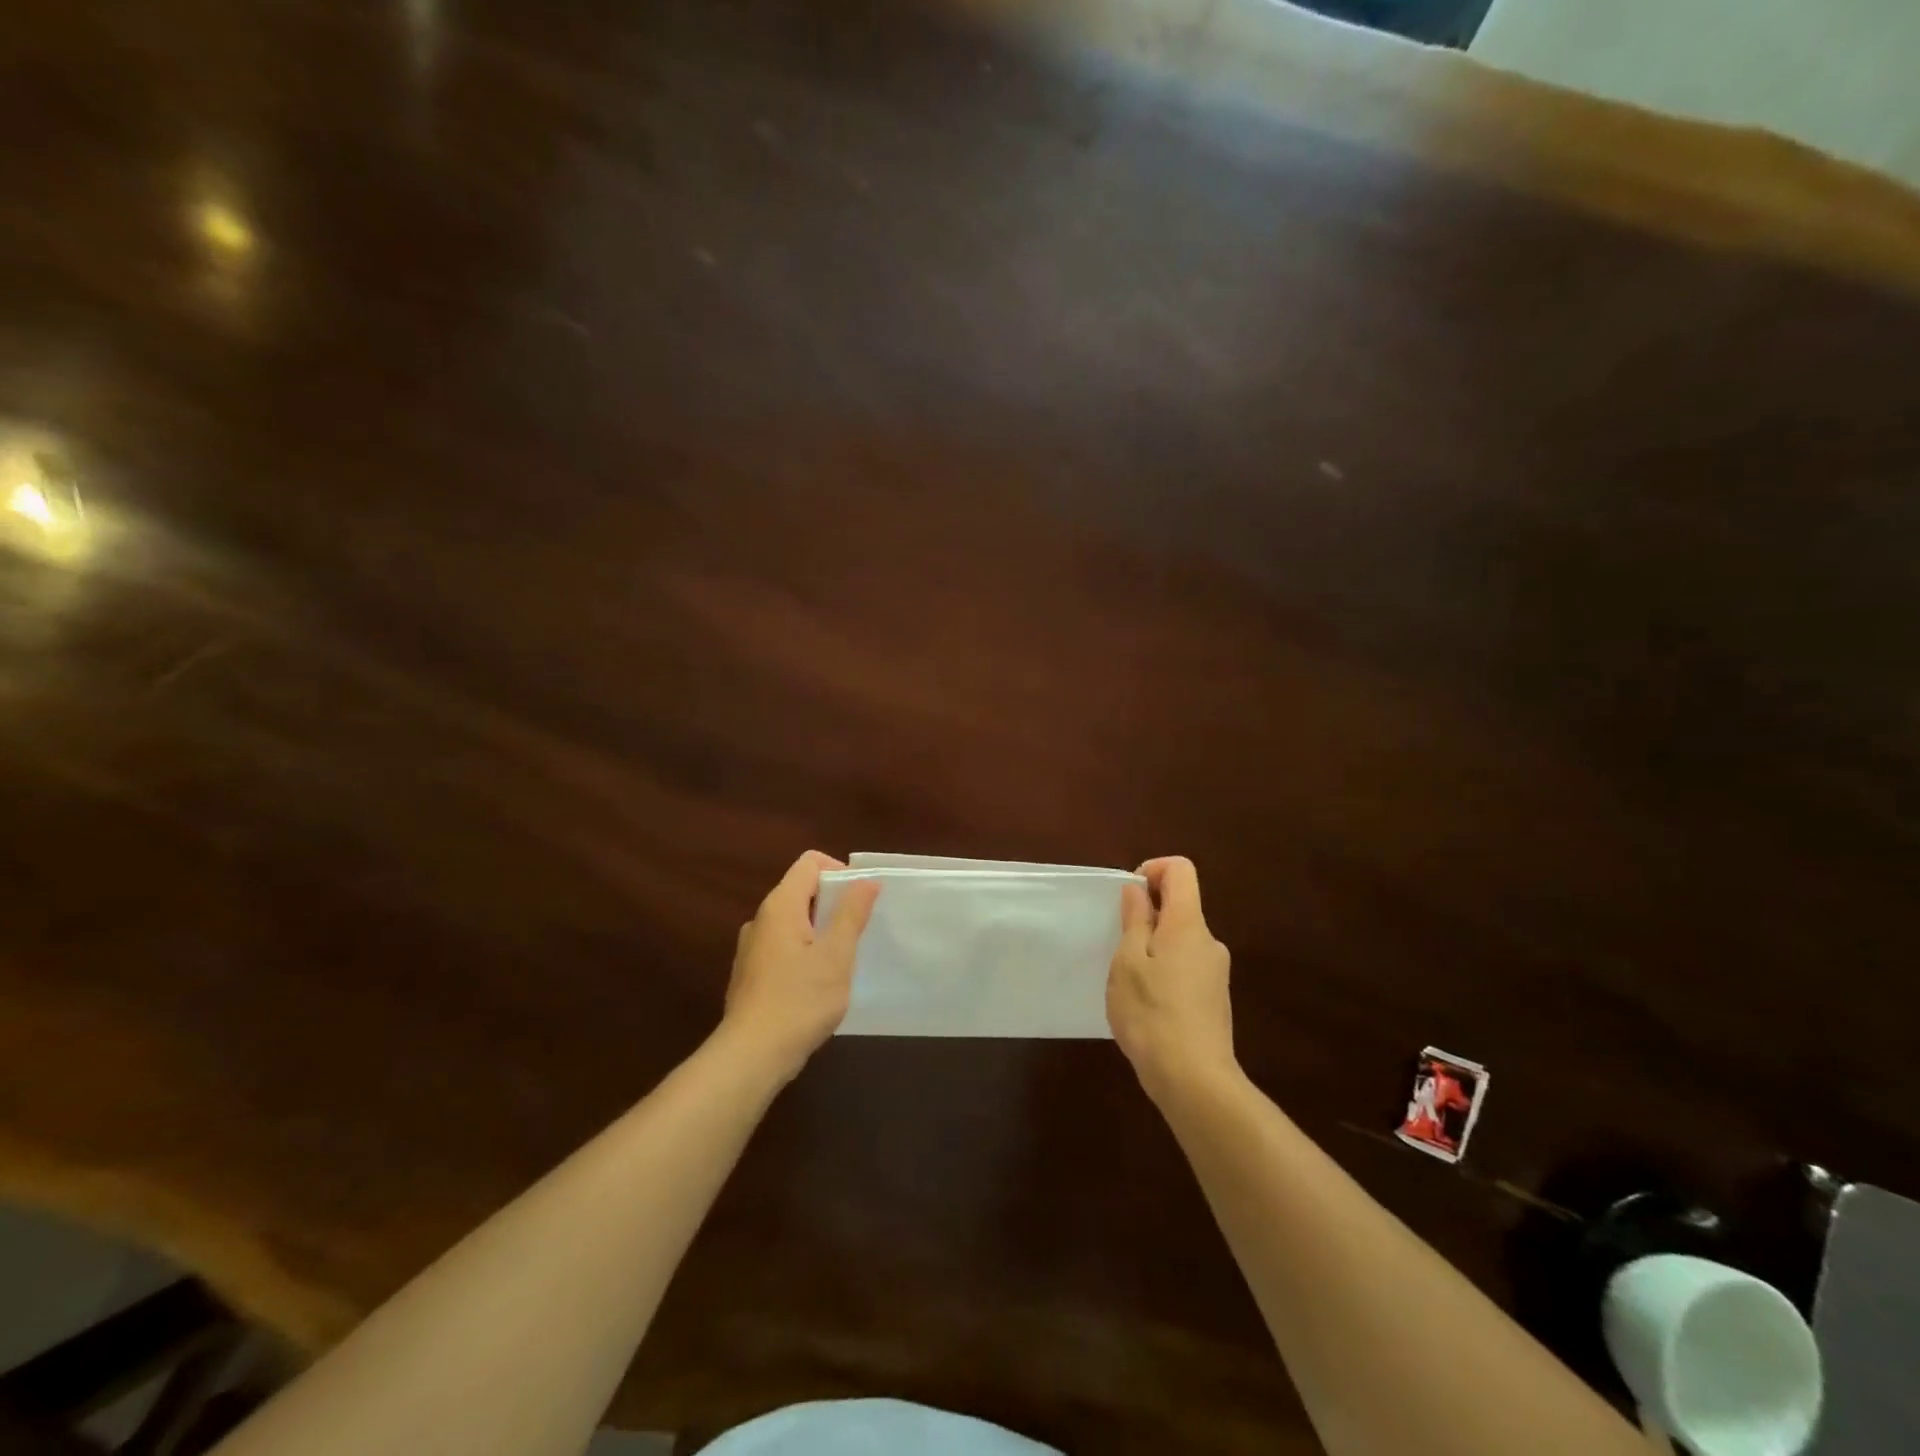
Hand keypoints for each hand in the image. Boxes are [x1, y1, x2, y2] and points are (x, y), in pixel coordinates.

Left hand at [720, 851, 879, 1080]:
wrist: (751, 1056)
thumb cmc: (799, 1000)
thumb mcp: (836, 955)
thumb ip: (852, 914)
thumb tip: (866, 881)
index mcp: (780, 906)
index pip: (810, 863)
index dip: (839, 871)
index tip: (861, 900)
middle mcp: (761, 920)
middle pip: (802, 891)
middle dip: (834, 904)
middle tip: (859, 932)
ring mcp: (752, 948)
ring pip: (794, 922)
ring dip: (821, 932)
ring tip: (843, 960)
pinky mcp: (750, 975)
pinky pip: (784, 948)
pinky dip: (805, 953)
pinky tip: (819, 985)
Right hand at [1108, 856, 1235, 1099]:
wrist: (1194, 1080)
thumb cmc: (1151, 1013)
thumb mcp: (1128, 961)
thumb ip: (1135, 919)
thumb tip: (1138, 889)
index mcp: (1188, 924)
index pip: (1181, 870)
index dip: (1153, 870)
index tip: (1128, 896)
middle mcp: (1209, 942)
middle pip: (1181, 906)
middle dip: (1148, 915)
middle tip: (1118, 945)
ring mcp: (1216, 972)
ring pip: (1181, 940)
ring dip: (1154, 947)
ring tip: (1129, 982)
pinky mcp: (1215, 1000)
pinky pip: (1186, 967)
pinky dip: (1165, 971)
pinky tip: (1147, 1006)